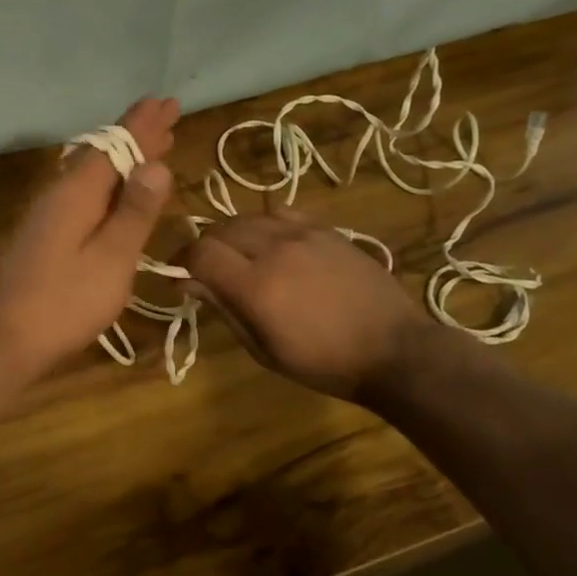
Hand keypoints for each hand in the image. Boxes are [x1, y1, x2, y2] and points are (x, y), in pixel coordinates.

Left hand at [0, 97, 180, 377]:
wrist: (5, 336)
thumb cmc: (65, 301)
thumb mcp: (111, 258)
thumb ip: (134, 211)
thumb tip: (156, 163)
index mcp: (77, 192)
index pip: (116, 144)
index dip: (144, 124)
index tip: (168, 102)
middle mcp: (60, 192)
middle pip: (103, 152)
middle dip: (136, 134)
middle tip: (166, 115)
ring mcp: (48, 212)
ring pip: (92, 171)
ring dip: (123, 156)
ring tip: (152, 146)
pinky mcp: (45, 232)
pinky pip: (84, 190)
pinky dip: (109, 181)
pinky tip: (115, 189)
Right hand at [180, 212, 424, 403]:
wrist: (394, 350)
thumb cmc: (323, 363)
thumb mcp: (264, 349)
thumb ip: (224, 309)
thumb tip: (187, 283)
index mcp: (256, 286)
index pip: (200, 252)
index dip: (183, 261)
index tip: (182, 277)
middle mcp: (275, 249)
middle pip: (220, 229)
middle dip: (205, 247)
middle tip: (208, 270)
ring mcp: (303, 234)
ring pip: (249, 217)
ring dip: (233, 234)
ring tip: (240, 256)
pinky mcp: (327, 229)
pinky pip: (282, 212)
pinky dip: (265, 223)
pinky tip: (274, 244)